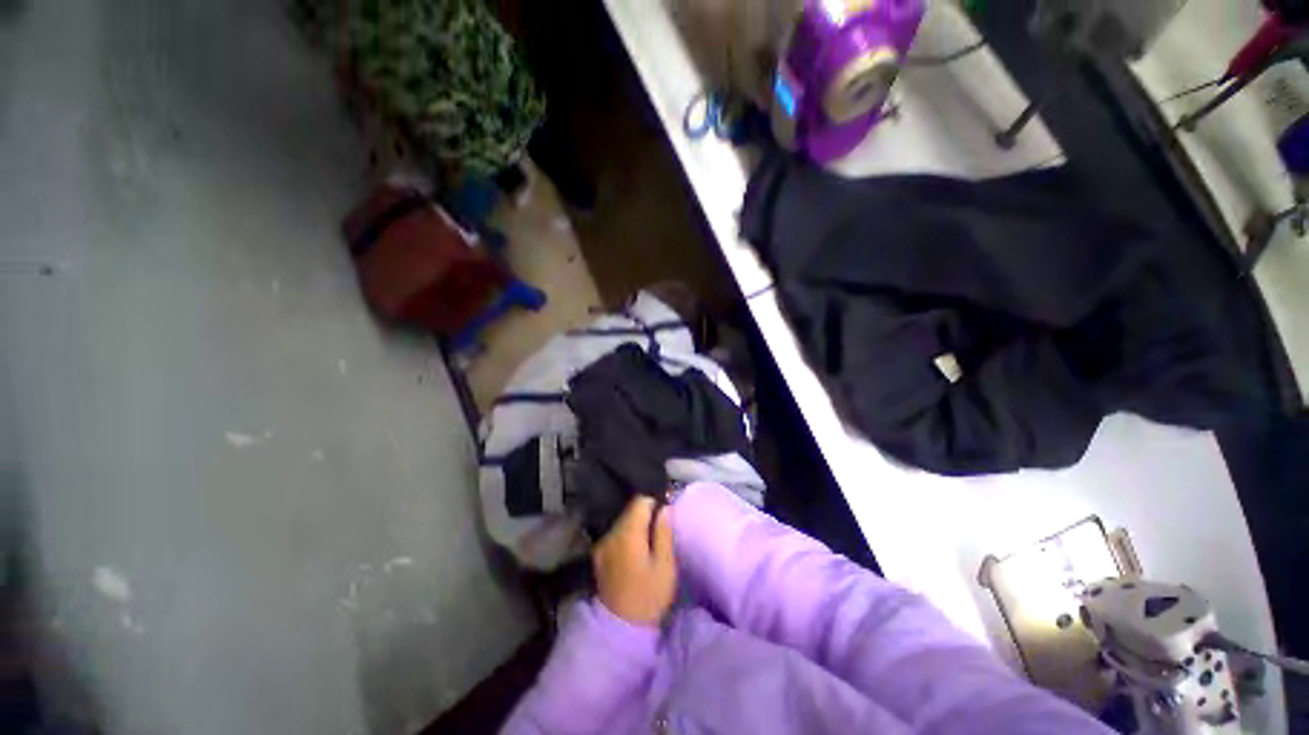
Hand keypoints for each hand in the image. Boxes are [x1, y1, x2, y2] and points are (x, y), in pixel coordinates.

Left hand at [593, 496, 676, 626]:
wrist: (620, 628)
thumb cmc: (649, 597)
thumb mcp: (665, 566)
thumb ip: (664, 533)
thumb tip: (665, 507)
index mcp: (628, 534)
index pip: (640, 501)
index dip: (655, 503)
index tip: (664, 516)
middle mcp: (611, 533)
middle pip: (630, 510)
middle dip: (645, 515)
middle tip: (658, 533)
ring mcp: (602, 543)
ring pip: (622, 521)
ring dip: (635, 526)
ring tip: (646, 544)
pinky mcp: (598, 553)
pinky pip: (615, 534)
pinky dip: (625, 536)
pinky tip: (633, 553)